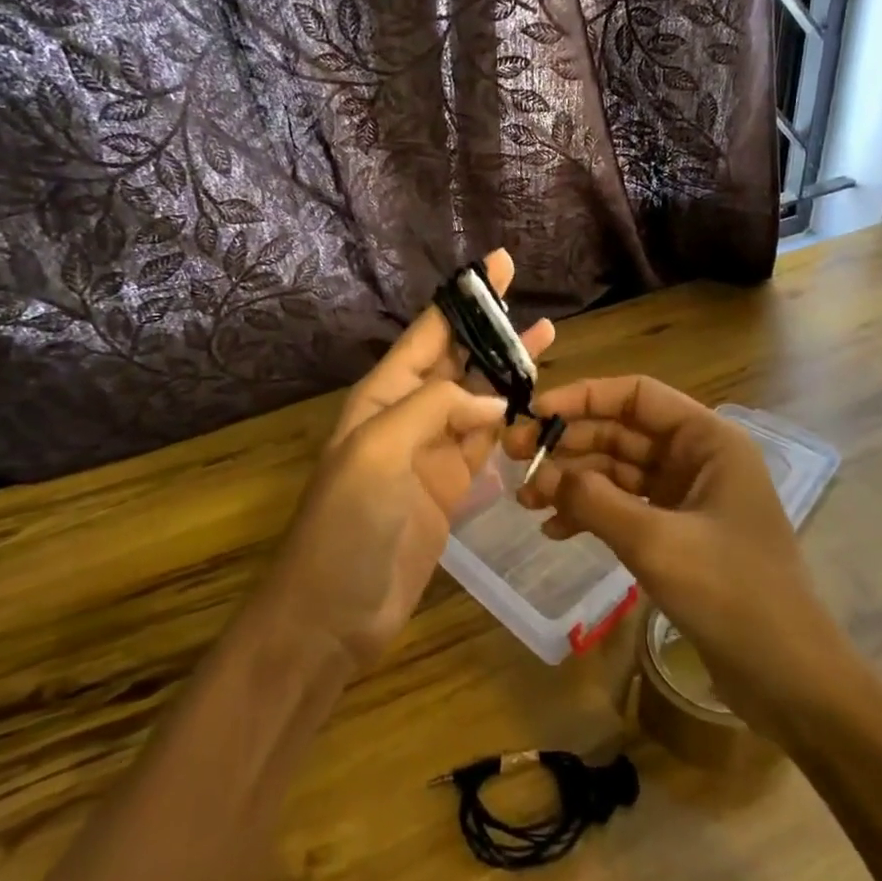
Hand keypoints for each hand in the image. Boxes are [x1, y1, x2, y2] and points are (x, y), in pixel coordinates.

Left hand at [261, 251, 554, 673]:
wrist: (332, 615)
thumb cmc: (347, 525)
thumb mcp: (380, 451)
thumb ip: (437, 409)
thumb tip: (494, 399)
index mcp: (383, 395)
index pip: (429, 333)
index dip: (463, 299)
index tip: (497, 266)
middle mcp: (408, 413)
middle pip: (458, 358)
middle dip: (491, 326)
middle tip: (528, 293)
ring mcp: (432, 450)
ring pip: (478, 397)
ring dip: (509, 369)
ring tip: (549, 336)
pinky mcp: (452, 486)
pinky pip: (487, 441)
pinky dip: (510, 419)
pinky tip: (536, 402)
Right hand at [507, 376, 847, 735]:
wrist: (790, 679)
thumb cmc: (732, 595)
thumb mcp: (656, 542)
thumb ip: (595, 501)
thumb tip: (546, 477)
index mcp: (707, 440)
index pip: (636, 395)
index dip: (582, 397)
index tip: (534, 415)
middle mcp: (697, 458)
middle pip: (622, 432)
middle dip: (569, 444)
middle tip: (516, 460)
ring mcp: (687, 497)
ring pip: (618, 471)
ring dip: (574, 481)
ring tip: (527, 501)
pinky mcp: (678, 533)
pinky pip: (625, 508)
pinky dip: (591, 513)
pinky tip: (555, 531)